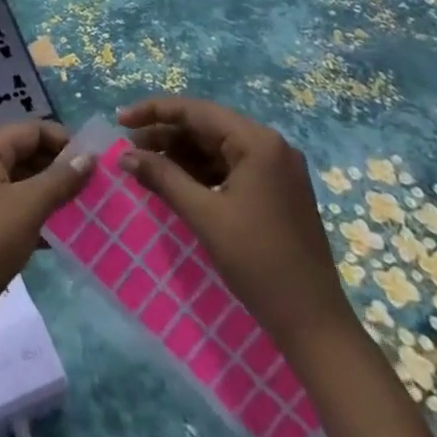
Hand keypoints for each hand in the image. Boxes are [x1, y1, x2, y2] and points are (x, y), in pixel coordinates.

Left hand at [0, 120, 93, 323]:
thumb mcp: (29, 206)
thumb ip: (60, 179)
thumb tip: (89, 155)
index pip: (31, 130)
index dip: (63, 140)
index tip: (94, 161)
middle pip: (28, 153)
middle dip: (60, 167)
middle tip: (94, 186)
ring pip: (25, 182)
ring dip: (52, 192)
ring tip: (86, 207)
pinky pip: (18, 206)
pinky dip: (40, 213)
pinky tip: (64, 232)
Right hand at [118, 97, 351, 347]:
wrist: (315, 325)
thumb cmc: (259, 263)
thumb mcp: (204, 216)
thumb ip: (162, 178)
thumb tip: (124, 155)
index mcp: (258, 141)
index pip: (196, 111)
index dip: (154, 112)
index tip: (121, 120)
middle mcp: (270, 145)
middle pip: (207, 126)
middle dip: (166, 134)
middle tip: (129, 147)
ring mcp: (276, 168)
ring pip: (217, 147)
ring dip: (181, 154)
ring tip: (145, 164)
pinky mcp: (276, 190)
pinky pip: (230, 167)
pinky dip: (201, 171)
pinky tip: (176, 181)